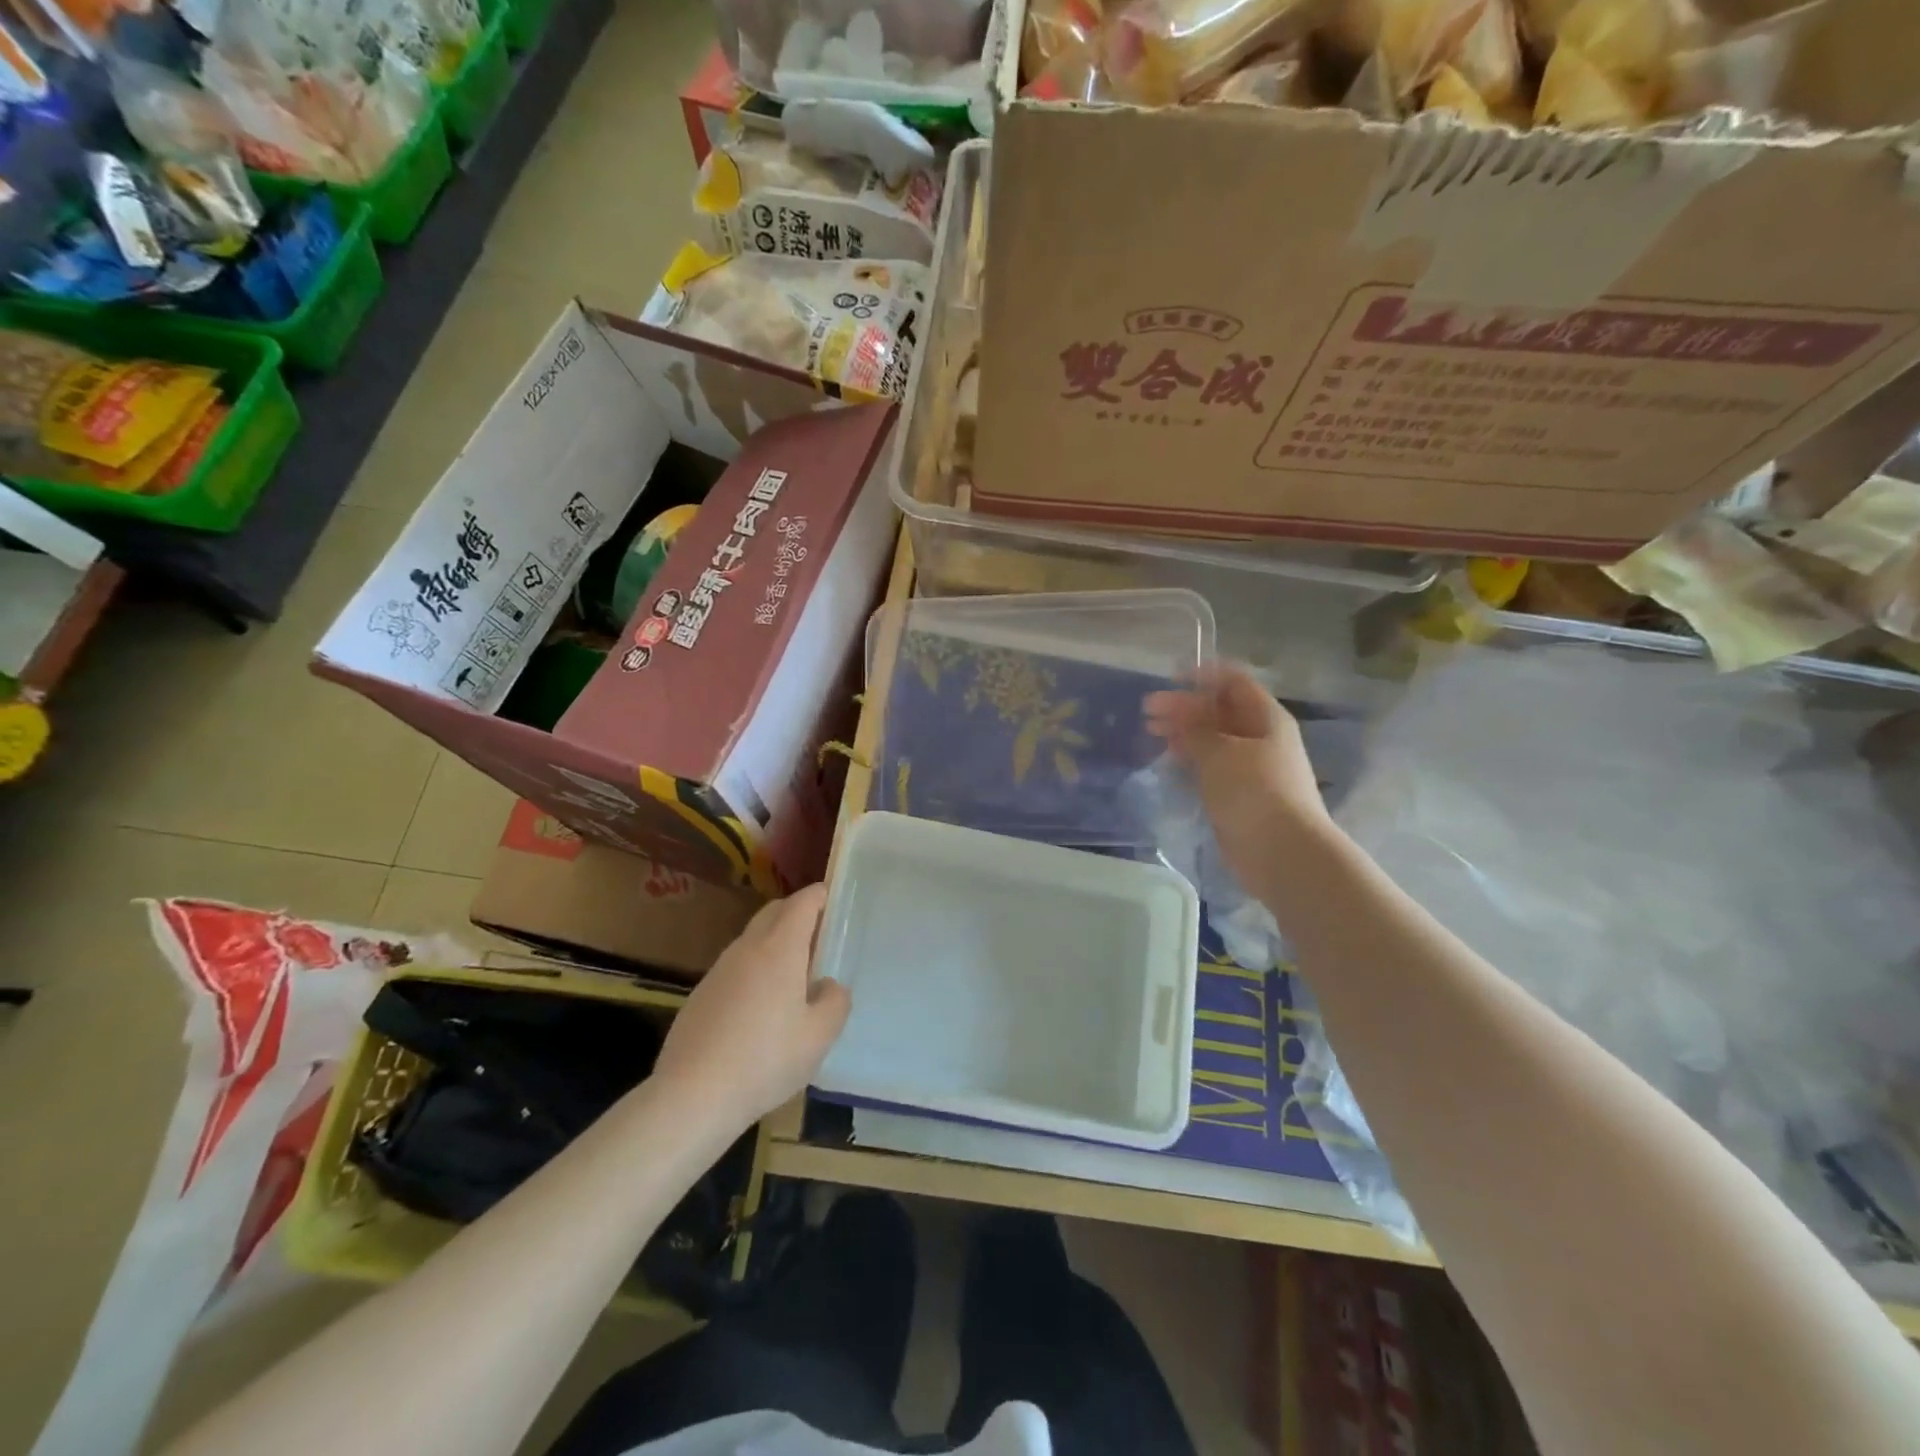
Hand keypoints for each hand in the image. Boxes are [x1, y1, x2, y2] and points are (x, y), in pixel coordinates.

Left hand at [652, 884, 849, 1129]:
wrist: (692, 1096)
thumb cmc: (766, 1059)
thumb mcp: (819, 1036)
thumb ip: (835, 1002)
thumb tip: (828, 986)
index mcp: (780, 948)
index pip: (803, 902)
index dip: (821, 895)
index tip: (836, 900)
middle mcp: (747, 948)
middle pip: (775, 912)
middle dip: (798, 913)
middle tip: (821, 935)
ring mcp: (719, 970)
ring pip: (753, 939)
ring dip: (775, 942)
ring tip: (794, 974)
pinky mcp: (701, 994)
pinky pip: (736, 967)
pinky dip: (755, 969)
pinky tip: (761, 1008)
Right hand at [1145, 664, 1335, 889]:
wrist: (1282, 851)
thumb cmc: (1253, 791)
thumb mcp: (1218, 751)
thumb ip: (1195, 728)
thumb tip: (1180, 715)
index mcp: (1265, 718)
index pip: (1234, 682)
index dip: (1203, 675)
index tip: (1169, 677)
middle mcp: (1260, 738)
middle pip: (1219, 711)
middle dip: (1184, 707)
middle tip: (1147, 711)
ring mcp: (1251, 768)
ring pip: (1212, 740)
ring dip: (1183, 734)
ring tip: (1151, 734)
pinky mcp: (1239, 794)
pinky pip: (1211, 767)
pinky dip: (1190, 761)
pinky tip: (1168, 763)